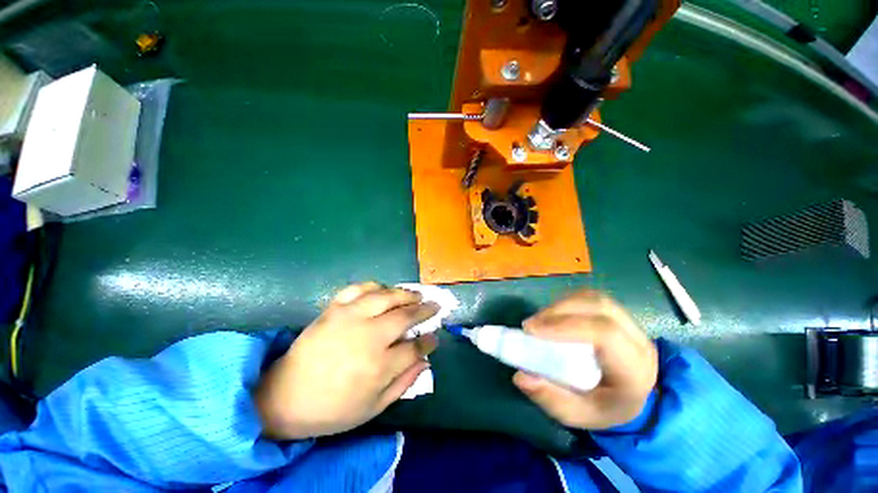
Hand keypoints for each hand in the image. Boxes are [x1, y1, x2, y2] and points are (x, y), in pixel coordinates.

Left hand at [255, 282, 438, 439]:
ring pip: (386, 297)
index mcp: (379, 366)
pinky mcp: (334, 309)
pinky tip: (384, 290)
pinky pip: (358, 289)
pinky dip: (374, 286)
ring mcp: (350, 318)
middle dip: (425, 310)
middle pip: (405, 316)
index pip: (415, 347)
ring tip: (416, 295)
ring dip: (406, 294)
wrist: (285, 397)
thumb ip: (403, 384)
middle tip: (434, 306)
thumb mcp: (373, 408)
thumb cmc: (333, 408)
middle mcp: (368, 337)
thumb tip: (425, 362)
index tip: (434, 337)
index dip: (428, 341)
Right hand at [512, 290, 657, 429]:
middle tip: (530, 325)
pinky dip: (567, 302)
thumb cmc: (602, 407)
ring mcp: (631, 324)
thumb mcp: (577, 415)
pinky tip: (553, 315)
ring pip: (594, 298)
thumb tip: (521, 376)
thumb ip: (551, 399)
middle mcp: (638, 342)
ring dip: (560, 305)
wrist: (629, 399)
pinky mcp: (618, 314)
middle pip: (598, 308)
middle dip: (558, 311)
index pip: (604, 334)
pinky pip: (590, 297)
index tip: (532, 331)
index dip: (565, 325)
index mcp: (634, 371)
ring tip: (539, 321)